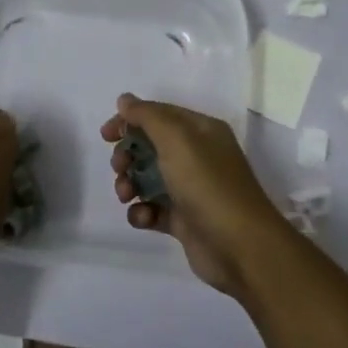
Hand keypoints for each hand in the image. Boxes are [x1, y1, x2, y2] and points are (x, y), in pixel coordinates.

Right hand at [101, 93, 289, 297]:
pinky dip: (142, 212)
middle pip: (150, 146)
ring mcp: (191, 189)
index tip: (106, 135)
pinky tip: (143, 218)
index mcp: (201, 131)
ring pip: (148, 178)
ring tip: (126, 195)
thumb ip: (147, 116)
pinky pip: (154, 209)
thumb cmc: (208, 185)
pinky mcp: (185, 220)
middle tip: (119, 167)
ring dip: (130, 184)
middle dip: (128, 155)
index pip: (159, 114)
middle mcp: (197, 156)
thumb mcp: (177, 140)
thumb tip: (125, 100)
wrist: (241, 247)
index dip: (130, 120)